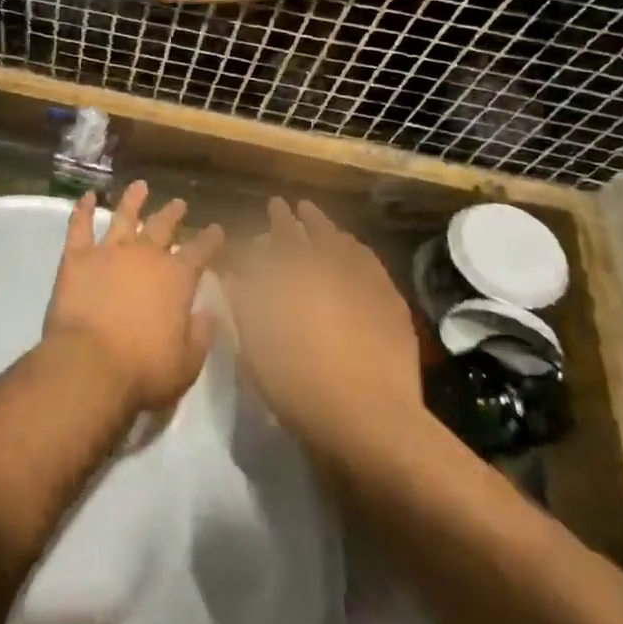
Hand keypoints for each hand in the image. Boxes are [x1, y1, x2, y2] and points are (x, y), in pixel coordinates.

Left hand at [44, 181, 224, 416]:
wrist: (90, 365)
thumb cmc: (144, 370)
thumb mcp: (187, 362)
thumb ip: (200, 333)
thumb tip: (210, 310)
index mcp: (176, 278)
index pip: (200, 251)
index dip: (210, 239)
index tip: (216, 228)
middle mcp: (145, 255)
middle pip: (162, 227)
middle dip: (173, 214)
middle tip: (179, 203)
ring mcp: (109, 252)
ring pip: (123, 217)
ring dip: (133, 200)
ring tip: (139, 186)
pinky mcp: (77, 257)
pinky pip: (80, 226)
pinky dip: (83, 209)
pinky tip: (86, 196)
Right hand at [223, 198, 427, 461]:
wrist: (369, 421)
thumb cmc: (300, 386)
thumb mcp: (256, 349)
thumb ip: (242, 305)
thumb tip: (231, 274)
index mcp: (295, 276)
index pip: (283, 234)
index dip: (277, 217)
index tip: (273, 203)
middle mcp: (330, 269)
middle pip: (316, 233)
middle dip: (304, 217)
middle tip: (297, 206)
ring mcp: (366, 285)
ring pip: (347, 245)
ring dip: (333, 232)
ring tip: (327, 226)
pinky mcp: (391, 304)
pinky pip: (374, 267)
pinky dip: (361, 254)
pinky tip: (358, 255)